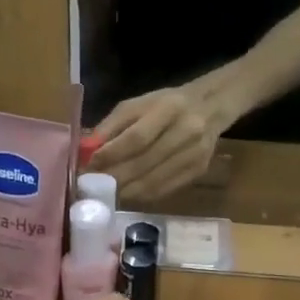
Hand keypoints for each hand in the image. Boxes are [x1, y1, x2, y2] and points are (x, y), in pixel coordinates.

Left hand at [89, 84, 224, 202]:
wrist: (210, 108)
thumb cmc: (166, 104)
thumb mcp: (138, 104)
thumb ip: (112, 125)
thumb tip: (89, 152)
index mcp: (169, 109)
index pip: (137, 137)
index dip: (112, 154)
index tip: (91, 165)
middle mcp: (186, 132)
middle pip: (145, 163)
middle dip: (116, 177)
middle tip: (94, 186)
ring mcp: (195, 154)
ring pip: (155, 181)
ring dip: (127, 191)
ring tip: (108, 193)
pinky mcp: (199, 171)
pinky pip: (166, 189)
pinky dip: (144, 195)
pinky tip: (129, 194)